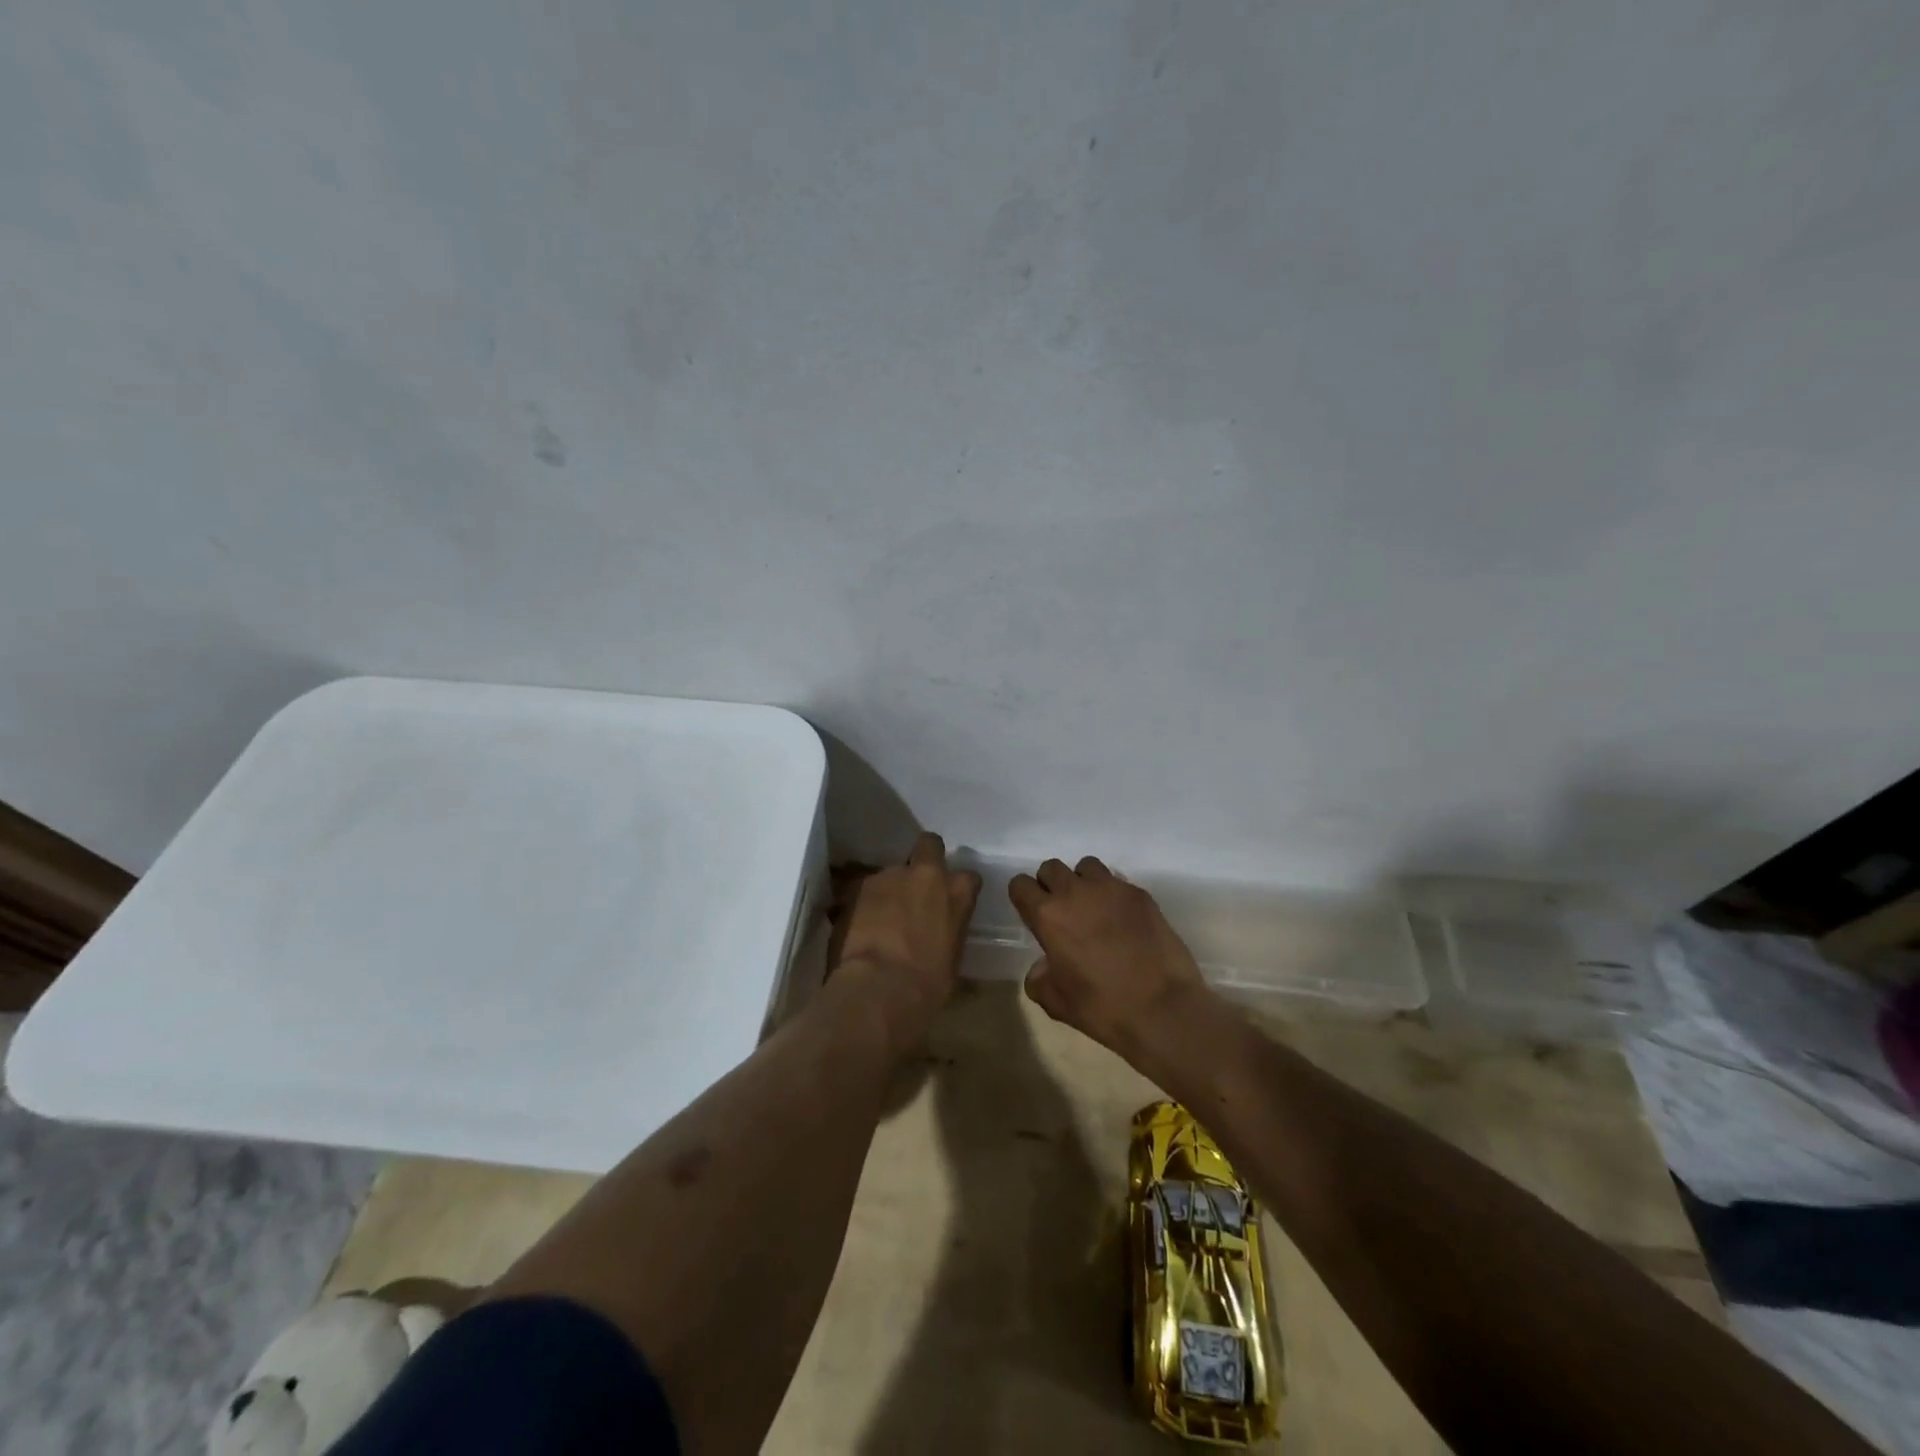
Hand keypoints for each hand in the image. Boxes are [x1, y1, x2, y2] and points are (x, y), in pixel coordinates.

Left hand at [828, 832, 980, 1055]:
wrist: (878, 989)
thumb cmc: (926, 986)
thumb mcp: (951, 962)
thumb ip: (948, 935)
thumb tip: (940, 940)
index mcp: (957, 893)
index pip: (968, 877)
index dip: (958, 888)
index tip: (951, 902)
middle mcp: (925, 874)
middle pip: (929, 845)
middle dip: (924, 858)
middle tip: (915, 887)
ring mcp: (888, 876)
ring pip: (890, 872)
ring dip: (888, 889)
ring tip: (877, 918)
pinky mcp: (855, 885)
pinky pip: (861, 888)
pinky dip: (861, 902)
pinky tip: (856, 925)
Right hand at [1010, 857, 1211, 1065]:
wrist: (1163, 1009)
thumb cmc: (1103, 1008)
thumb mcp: (1057, 1003)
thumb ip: (1039, 979)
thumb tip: (1042, 966)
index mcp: (1048, 916)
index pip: (1020, 884)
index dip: (1023, 897)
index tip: (1032, 913)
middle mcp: (1075, 892)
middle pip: (1051, 868)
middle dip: (1051, 885)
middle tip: (1062, 911)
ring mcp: (1111, 889)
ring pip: (1086, 866)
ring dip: (1082, 882)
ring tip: (1093, 907)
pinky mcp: (1140, 894)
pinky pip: (1117, 881)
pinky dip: (1112, 894)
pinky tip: (1122, 919)